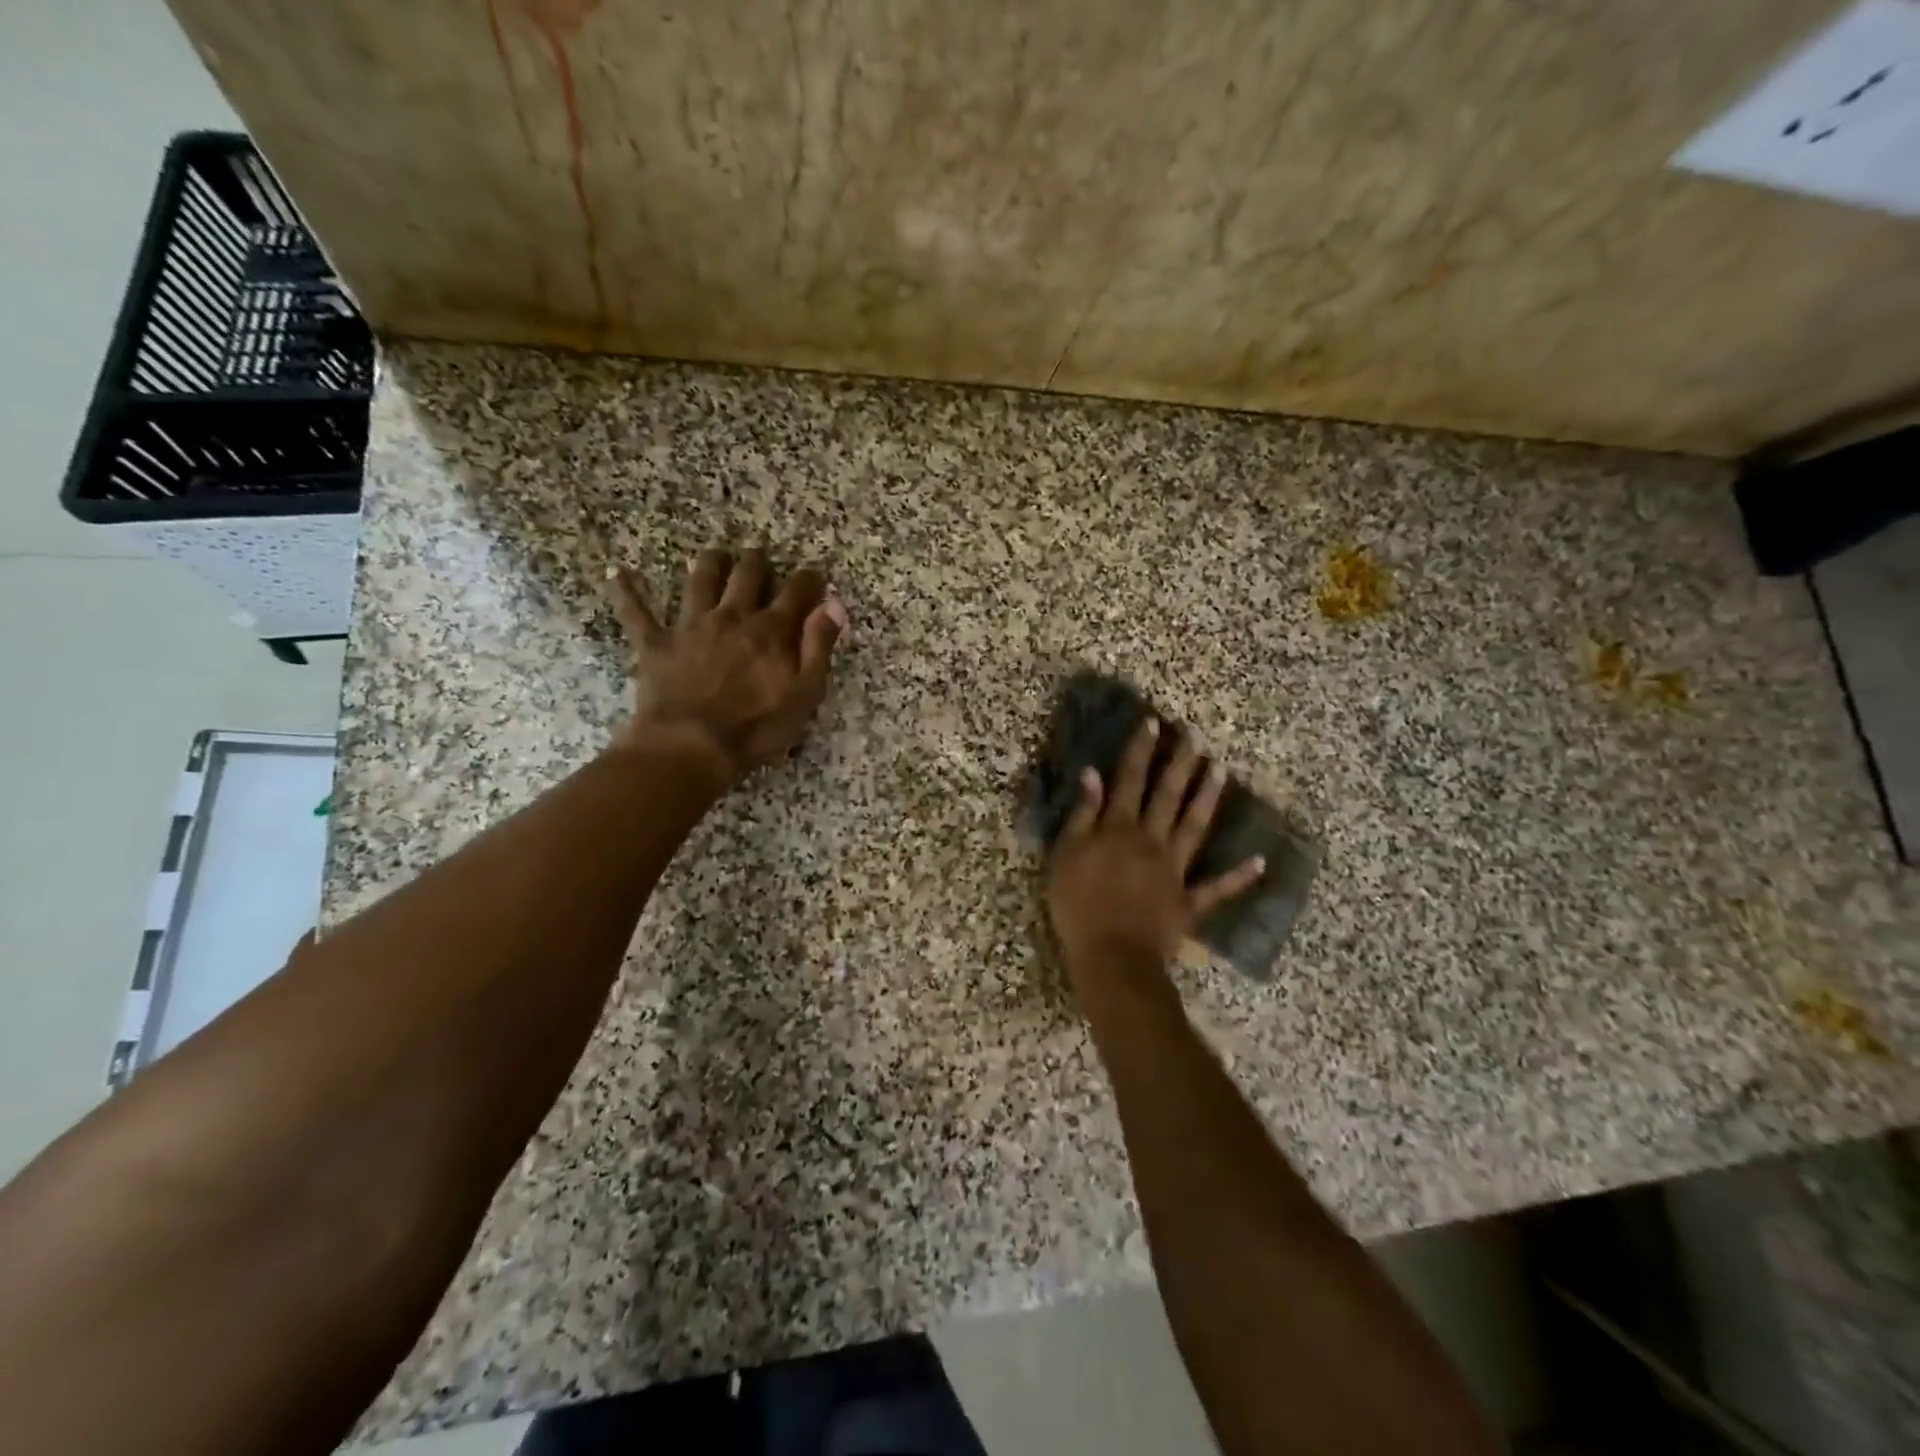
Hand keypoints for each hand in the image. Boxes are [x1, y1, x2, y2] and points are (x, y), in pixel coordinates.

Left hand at [605, 547, 848, 782]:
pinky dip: (626, 592)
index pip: (796, 593)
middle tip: (760, 557)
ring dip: (708, 563)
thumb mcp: (804, 693)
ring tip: (714, 554)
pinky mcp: (656, 643)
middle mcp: (732, 616)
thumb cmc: (756, 727)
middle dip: (756, 562)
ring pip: (700, 580)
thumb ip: (819, 646)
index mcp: (770, 630)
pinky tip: (618, 574)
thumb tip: (833, 605)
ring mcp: (691, 626)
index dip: (808, 580)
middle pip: (747, 575)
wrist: (691, 745)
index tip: (814, 575)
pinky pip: (637, 612)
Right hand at [1046, 717, 1265, 976]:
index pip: (1130, 779)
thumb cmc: (1079, 905)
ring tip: (1220, 770)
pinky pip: (1217, 888)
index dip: (1141, 750)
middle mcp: (1151, 840)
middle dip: (1180, 764)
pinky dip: (1239, 876)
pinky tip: (1260, 861)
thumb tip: (1093, 774)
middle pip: (1168, 795)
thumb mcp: (1066, 855)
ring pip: (1194, 827)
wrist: (1112, 956)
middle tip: (1195, 737)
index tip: (1154, 722)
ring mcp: (1174, 870)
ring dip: (1207, 798)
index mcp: (1119, 828)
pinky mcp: (1188, 901)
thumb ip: (1082, 815)